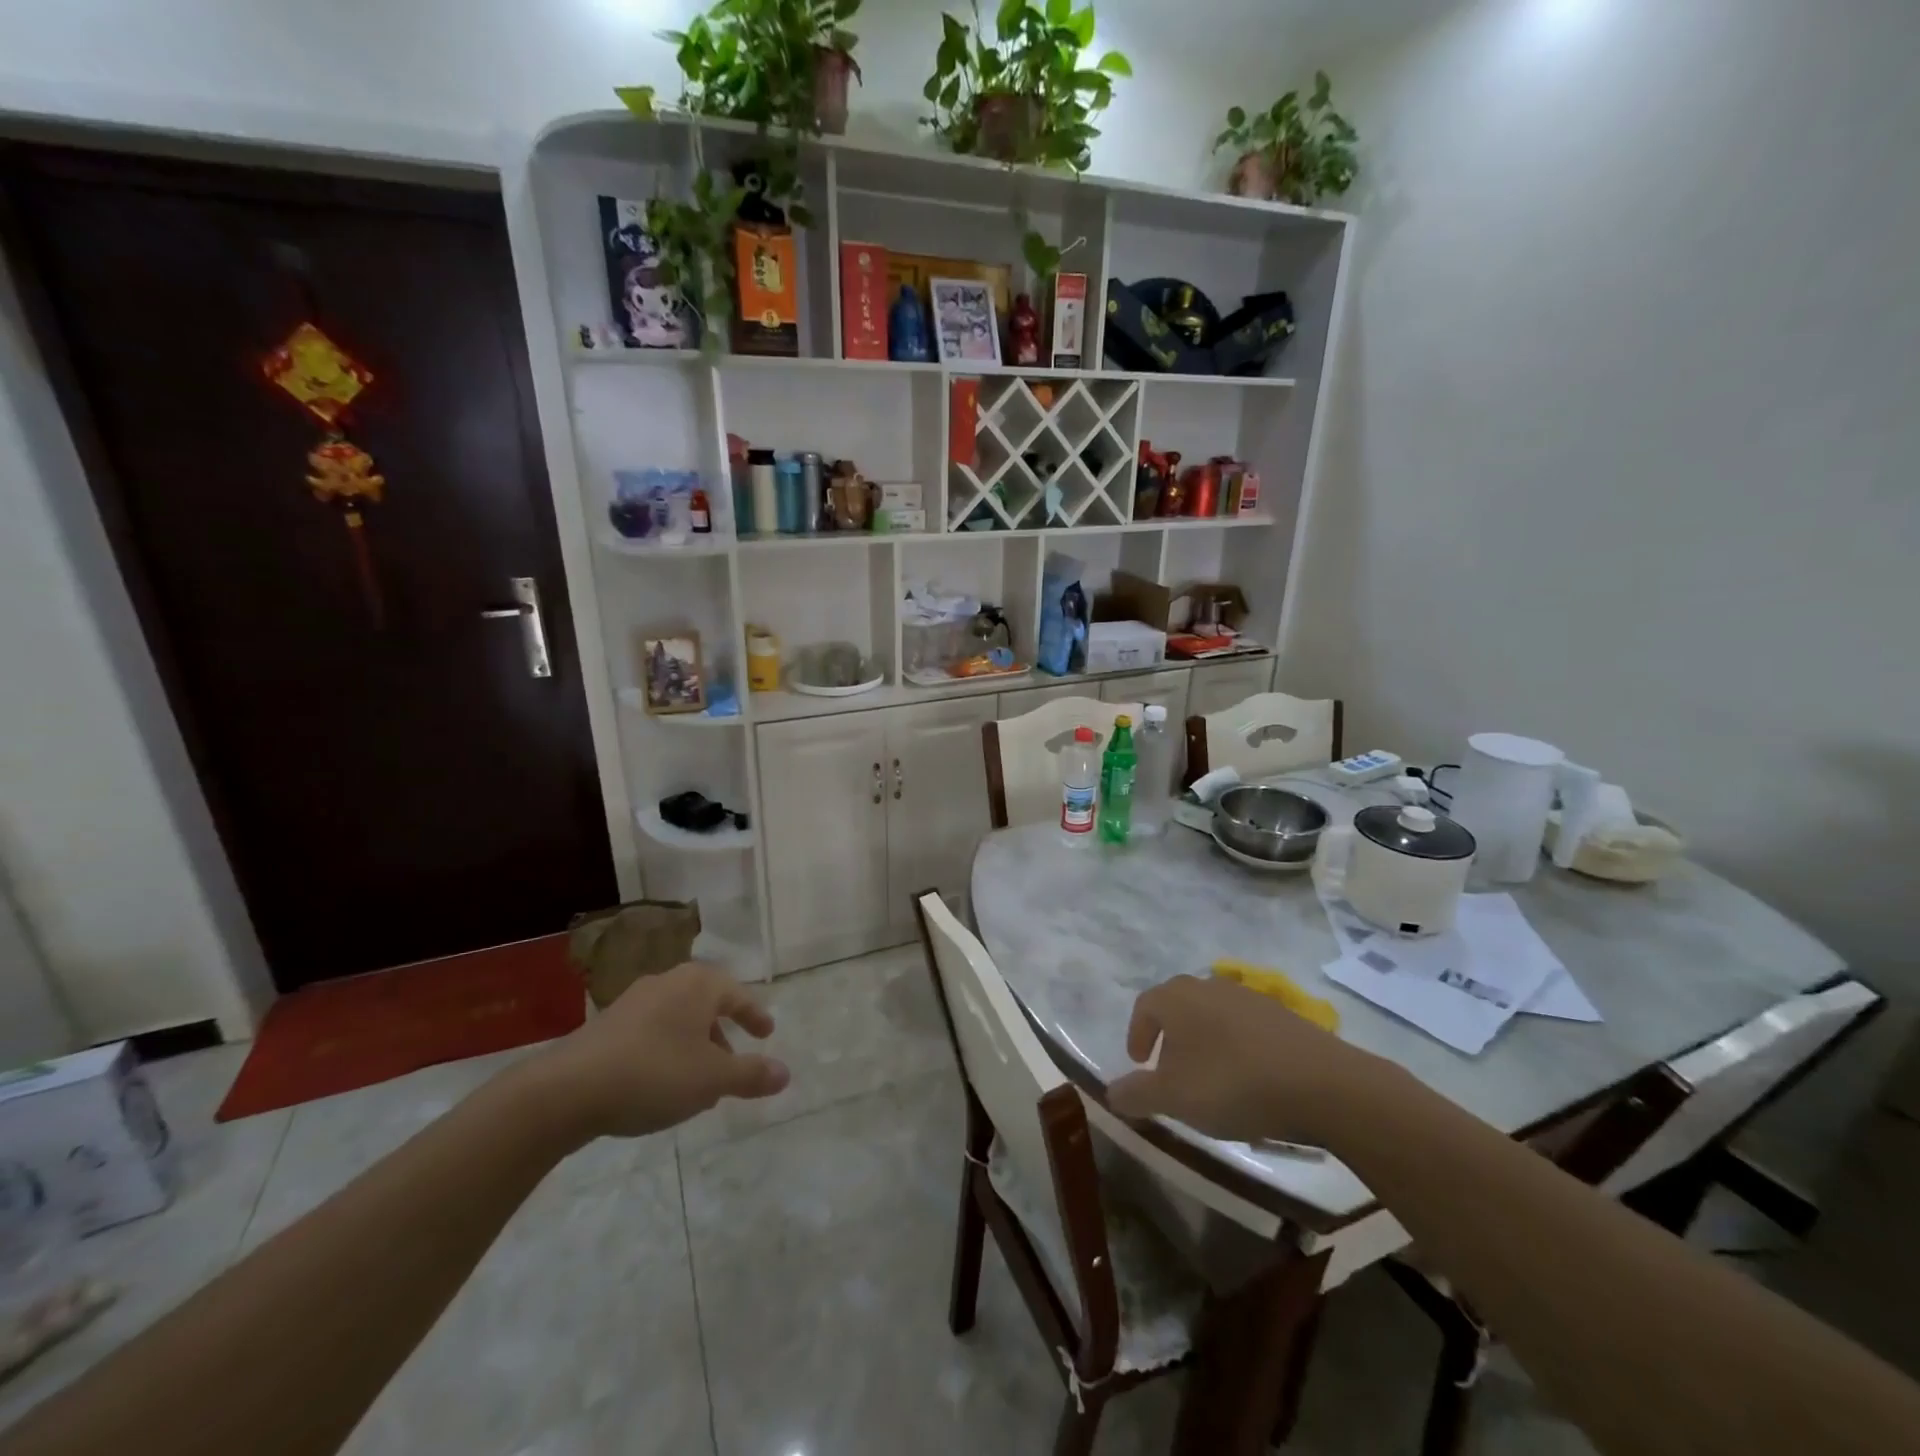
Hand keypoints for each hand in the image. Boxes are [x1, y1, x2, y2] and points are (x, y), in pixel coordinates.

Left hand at [526, 962, 789, 1139]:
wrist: (567, 1090)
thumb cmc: (654, 1073)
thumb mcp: (712, 1080)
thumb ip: (751, 1075)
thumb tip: (785, 1073)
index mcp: (698, 984)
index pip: (738, 994)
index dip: (755, 1015)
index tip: (767, 1034)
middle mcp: (668, 982)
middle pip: (706, 1004)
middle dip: (722, 1034)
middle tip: (732, 1063)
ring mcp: (634, 1001)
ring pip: (678, 1020)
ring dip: (694, 1047)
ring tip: (698, 1084)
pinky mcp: (607, 1025)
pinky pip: (652, 1032)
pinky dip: (668, 1052)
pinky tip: (662, 1086)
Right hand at [1107, 974, 1387, 1145]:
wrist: (1322, 1084)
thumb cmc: (1232, 1084)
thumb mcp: (1174, 1098)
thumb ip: (1136, 1094)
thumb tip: (1110, 1092)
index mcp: (1177, 997)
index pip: (1145, 1006)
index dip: (1137, 1034)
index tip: (1139, 1064)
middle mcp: (1210, 986)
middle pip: (1179, 1007)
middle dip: (1170, 1038)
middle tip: (1170, 1072)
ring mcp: (1250, 997)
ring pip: (1213, 1016)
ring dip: (1204, 1043)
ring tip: (1210, 1080)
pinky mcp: (1283, 1016)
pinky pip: (1246, 1028)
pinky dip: (1237, 1048)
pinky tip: (1248, 1079)